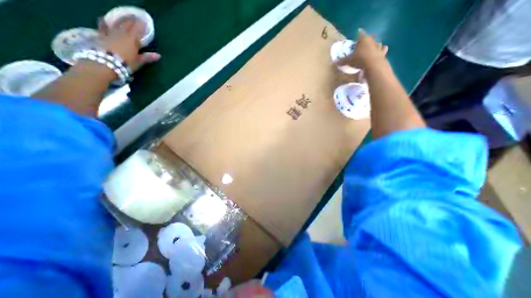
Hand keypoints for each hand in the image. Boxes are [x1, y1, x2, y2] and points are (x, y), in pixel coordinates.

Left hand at [97, 18, 159, 71]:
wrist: (106, 62)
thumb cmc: (126, 63)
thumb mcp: (139, 61)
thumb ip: (148, 57)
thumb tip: (158, 56)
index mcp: (132, 39)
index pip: (138, 29)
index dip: (141, 25)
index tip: (145, 22)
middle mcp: (121, 33)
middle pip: (127, 24)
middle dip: (131, 20)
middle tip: (135, 17)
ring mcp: (110, 33)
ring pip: (116, 24)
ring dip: (121, 20)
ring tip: (124, 18)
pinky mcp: (101, 35)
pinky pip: (103, 27)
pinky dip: (104, 23)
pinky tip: (104, 20)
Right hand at [338, 28, 387, 70]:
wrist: (373, 65)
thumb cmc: (359, 60)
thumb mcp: (348, 61)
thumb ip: (342, 61)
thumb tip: (333, 62)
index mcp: (363, 39)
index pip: (360, 34)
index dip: (358, 34)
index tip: (357, 33)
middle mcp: (372, 40)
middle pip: (369, 38)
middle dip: (366, 40)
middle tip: (363, 43)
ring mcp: (378, 46)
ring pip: (377, 42)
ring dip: (374, 44)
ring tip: (372, 47)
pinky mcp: (383, 52)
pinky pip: (383, 49)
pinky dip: (382, 50)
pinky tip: (381, 50)